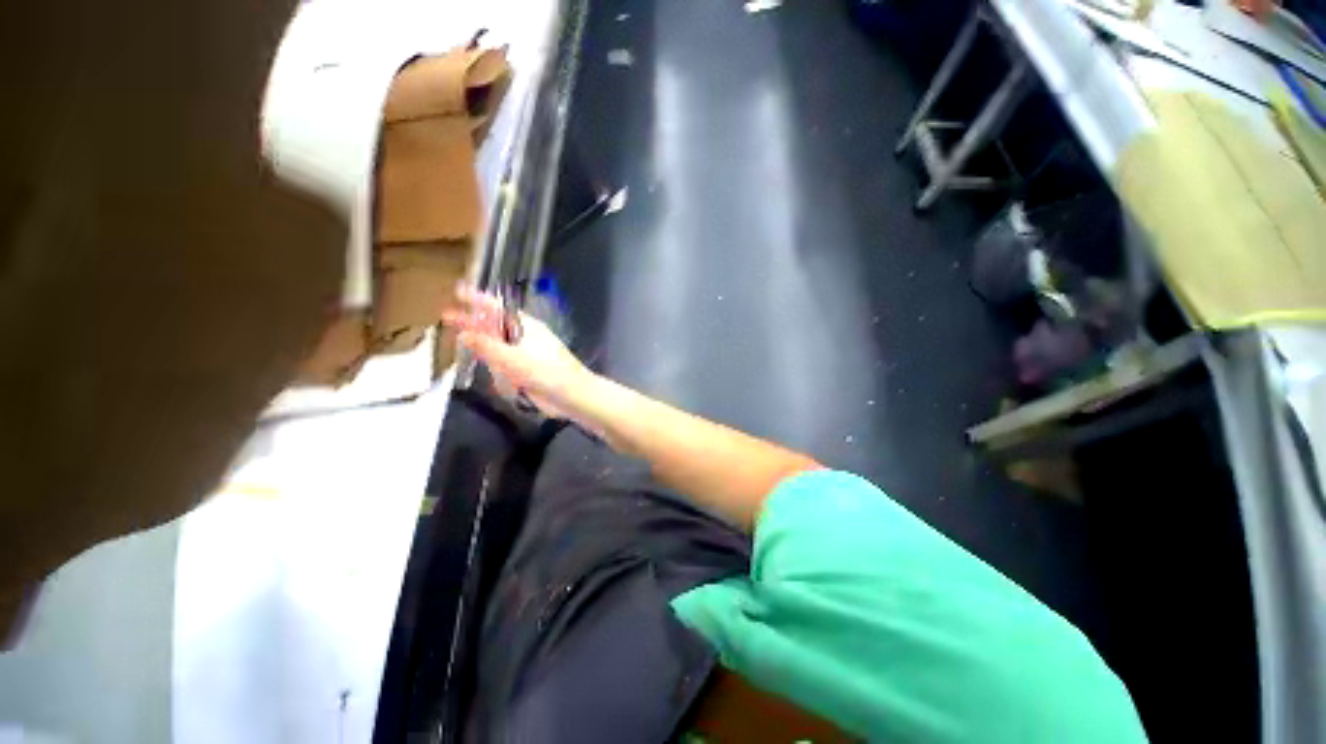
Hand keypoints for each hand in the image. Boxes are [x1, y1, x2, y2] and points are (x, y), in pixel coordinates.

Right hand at [442, 285, 594, 418]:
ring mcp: (525, 354)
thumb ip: (487, 346)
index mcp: (525, 326)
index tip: (459, 291)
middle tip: (447, 315)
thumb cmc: (545, 371)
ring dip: (481, 341)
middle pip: (495, 325)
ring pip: (498, 344)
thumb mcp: (512, 358)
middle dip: (473, 321)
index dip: (478, 299)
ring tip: (458, 337)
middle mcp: (524, 337)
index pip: (498, 308)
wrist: (571, 394)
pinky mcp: (526, 370)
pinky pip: (504, 362)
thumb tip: (464, 333)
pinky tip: (479, 360)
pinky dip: (492, 360)